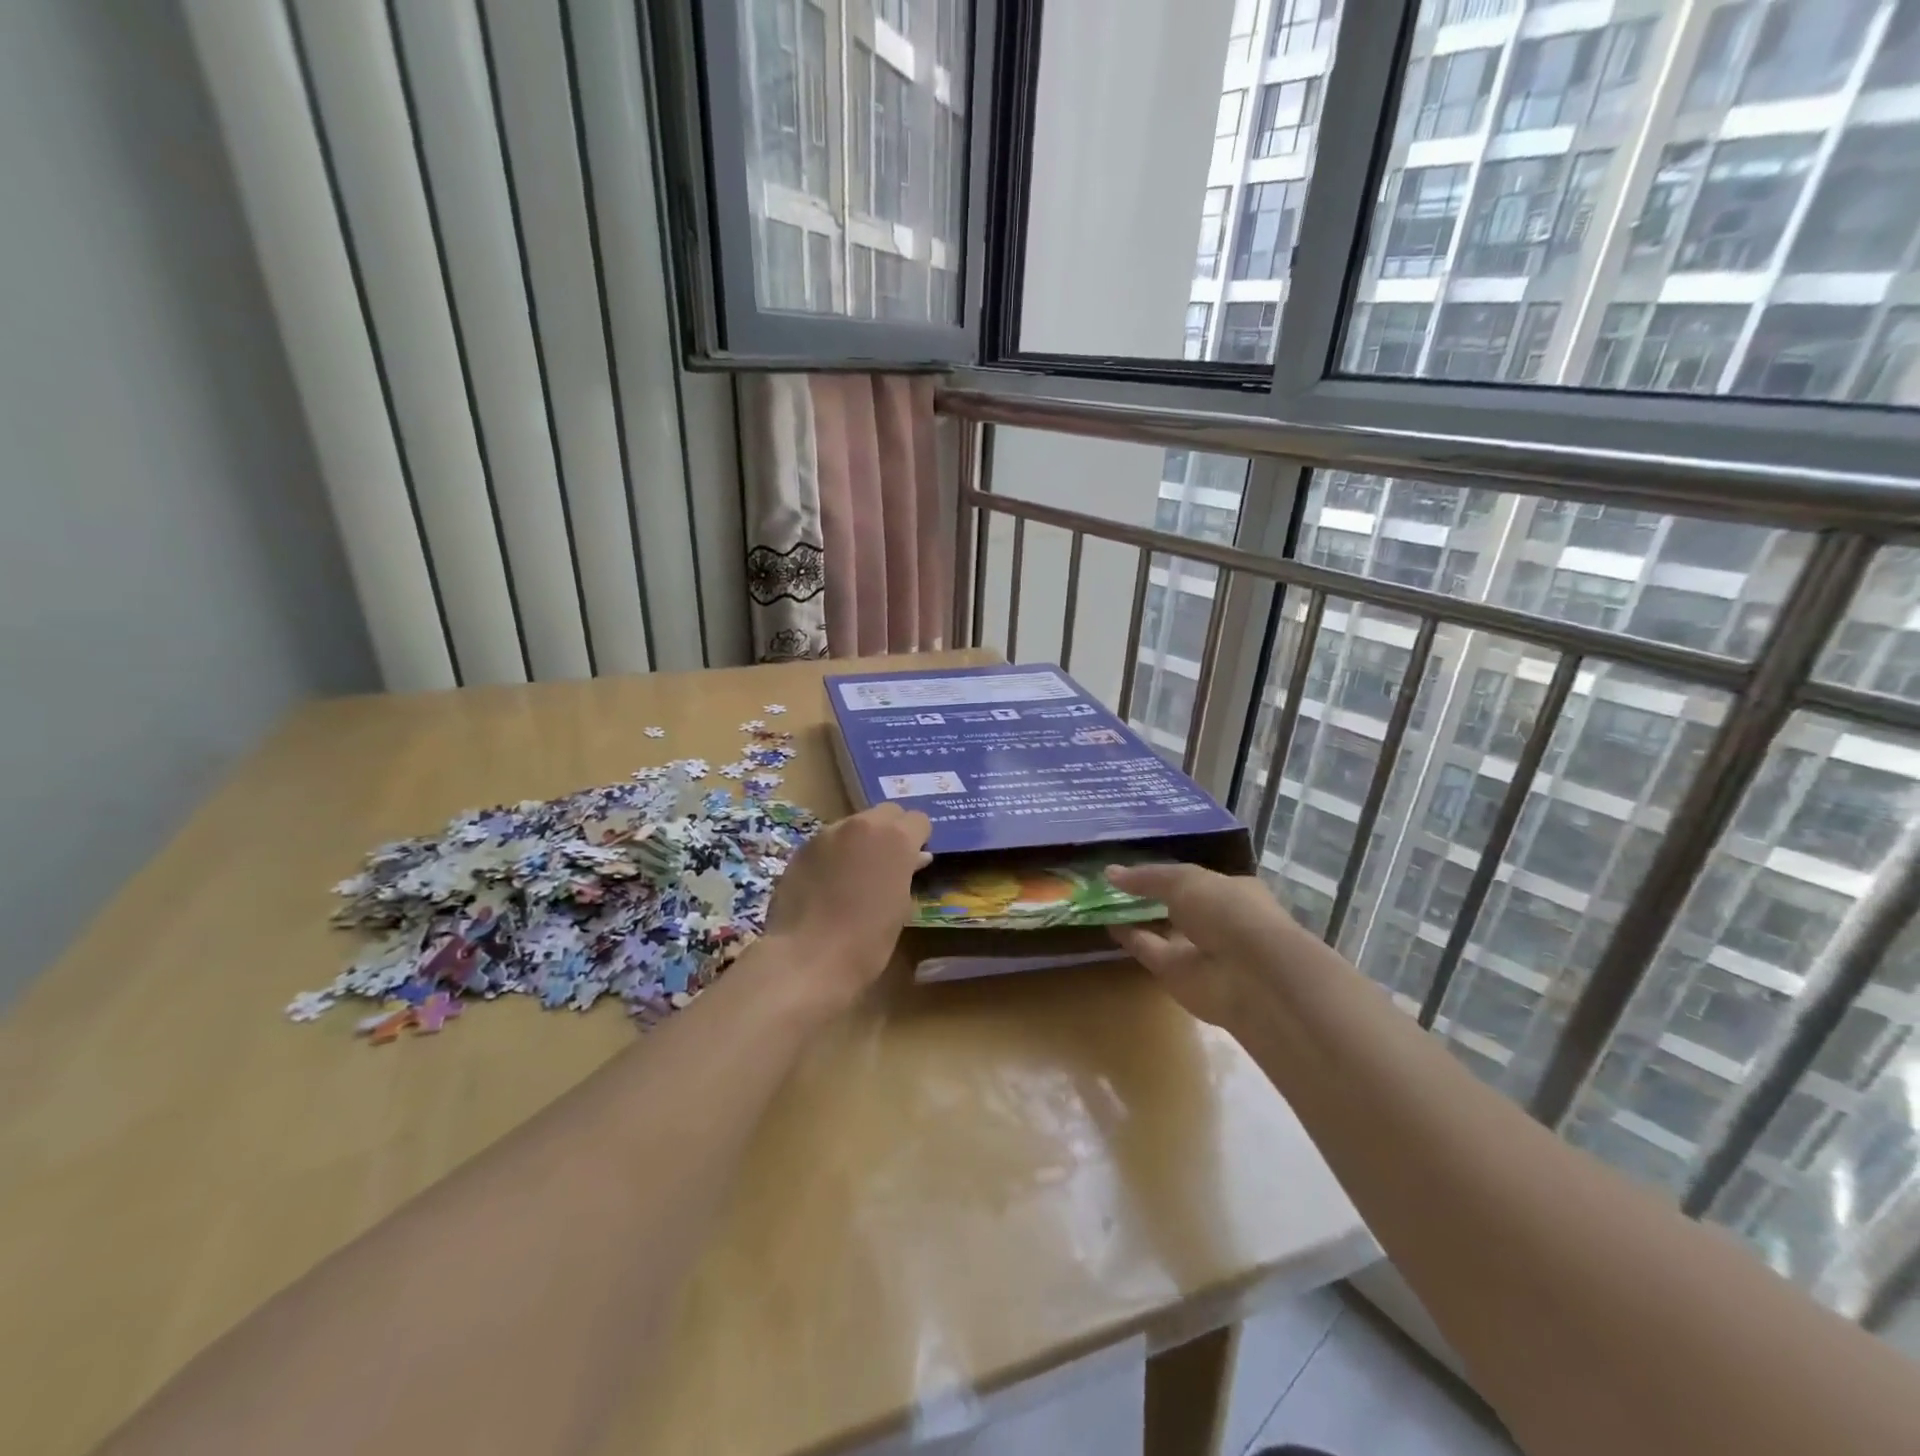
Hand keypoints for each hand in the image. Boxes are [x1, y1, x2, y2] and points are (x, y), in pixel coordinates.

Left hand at [762, 803, 931, 1012]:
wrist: (808, 957)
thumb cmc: (868, 940)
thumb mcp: (901, 907)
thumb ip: (908, 873)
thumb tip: (915, 858)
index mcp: (896, 838)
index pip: (918, 820)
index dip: (919, 839)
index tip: (915, 861)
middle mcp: (863, 824)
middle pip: (886, 813)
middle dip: (892, 831)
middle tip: (889, 863)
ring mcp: (828, 833)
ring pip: (854, 824)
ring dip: (861, 840)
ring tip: (855, 875)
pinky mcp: (802, 848)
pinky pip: (828, 841)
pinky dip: (834, 854)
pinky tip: (828, 883)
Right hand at [1105, 864, 1304, 1029]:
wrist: (1250, 975)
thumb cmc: (1227, 911)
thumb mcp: (1186, 880)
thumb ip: (1148, 876)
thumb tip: (1110, 872)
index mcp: (1230, 891)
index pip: (1195, 880)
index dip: (1165, 874)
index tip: (1134, 868)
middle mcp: (1216, 920)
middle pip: (1175, 906)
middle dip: (1147, 896)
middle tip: (1112, 885)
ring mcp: (1198, 950)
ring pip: (1161, 930)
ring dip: (1136, 918)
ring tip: (1102, 902)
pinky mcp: (1179, 975)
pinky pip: (1150, 951)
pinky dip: (1130, 939)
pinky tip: (1108, 925)